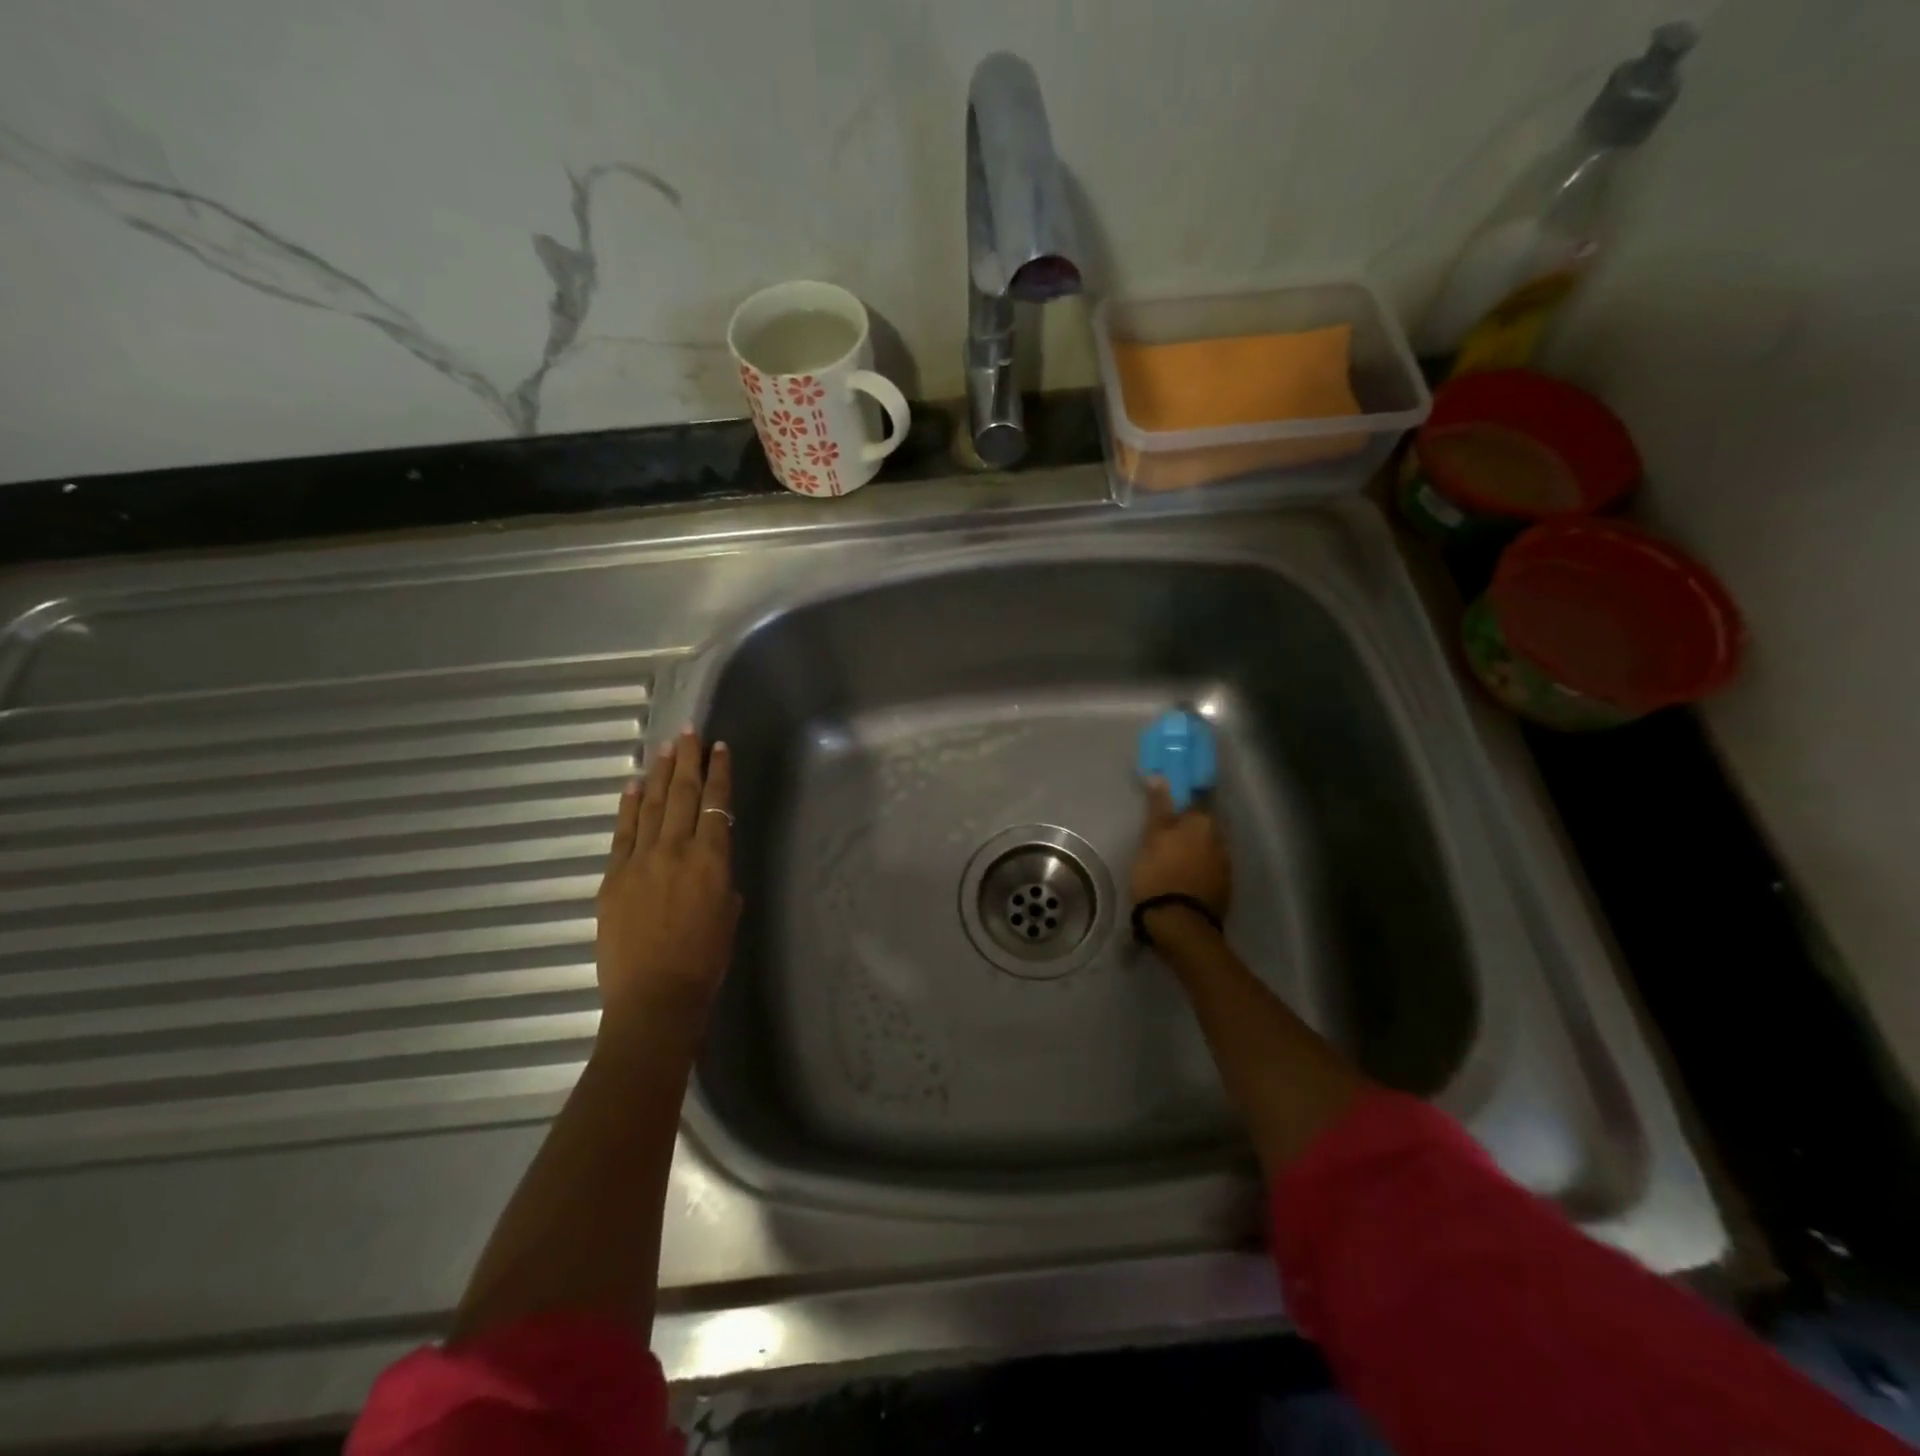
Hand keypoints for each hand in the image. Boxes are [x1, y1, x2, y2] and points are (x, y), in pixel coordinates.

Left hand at [596, 729, 741, 1039]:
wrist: (655, 997)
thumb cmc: (705, 961)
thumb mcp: (728, 914)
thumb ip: (720, 881)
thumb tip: (710, 867)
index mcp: (711, 860)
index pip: (717, 804)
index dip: (719, 773)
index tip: (719, 748)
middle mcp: (676, 850)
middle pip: (683, 794)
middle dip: (688, 760)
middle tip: (689, 733)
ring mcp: (640, 861)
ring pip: (652, 806)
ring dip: (659, 774)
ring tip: (665, 748)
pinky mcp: (614, 877)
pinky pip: (622, 833)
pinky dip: (629, 806)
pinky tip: (634, 786)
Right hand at [1130, 778, 1231, 926]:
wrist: (1180, 924)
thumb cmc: (1159, 873)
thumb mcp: (1152, 837)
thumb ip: (1158, 807)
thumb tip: (1160, 776)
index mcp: (1204, 823)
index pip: (1195, 803)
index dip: (1180, 806)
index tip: (1166, 813)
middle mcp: (1222, 840)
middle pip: (1203, 827)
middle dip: (1188, 830)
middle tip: (1165, 838)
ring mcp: (1226, 867)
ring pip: (1208, 850)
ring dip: (1194, 851)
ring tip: (1172, 861)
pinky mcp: (1224, 890)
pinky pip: (1209, 871)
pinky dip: (1198, 871)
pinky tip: (1183, 878)